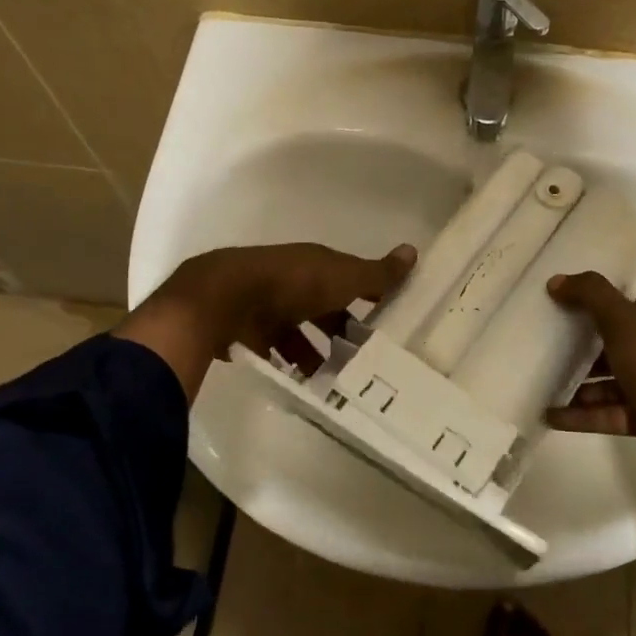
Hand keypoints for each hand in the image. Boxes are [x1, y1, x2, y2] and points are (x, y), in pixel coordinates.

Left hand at [116, 242, 416, 402]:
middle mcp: (289, 280)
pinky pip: (271, 350)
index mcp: (313, 264)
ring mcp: (263, 305)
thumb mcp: (341, 277)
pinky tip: (298, 384)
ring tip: (332, 381)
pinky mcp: (243, 330)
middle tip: (361, 361)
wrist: (222, 299)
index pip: (346, 278)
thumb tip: (413, 251)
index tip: (385, 322)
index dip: (366, 297)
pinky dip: (285, 364)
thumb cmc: (290, 284)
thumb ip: (376, 273)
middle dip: (339, 331)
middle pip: (320, 307)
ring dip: (313, 353)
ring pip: (295, 331)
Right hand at [545, 272, 635, 482]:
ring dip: (579, 384)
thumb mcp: (621, 320)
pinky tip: (551, 415)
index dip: (599, 304)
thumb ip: (590, 295)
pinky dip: (581, 414)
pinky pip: (607, 412)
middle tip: (548, 345)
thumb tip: (556, 280)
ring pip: (610, 380)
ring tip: (542, 384)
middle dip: (583, 346)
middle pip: (617, 343)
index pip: (629, 305)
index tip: (564, 307)